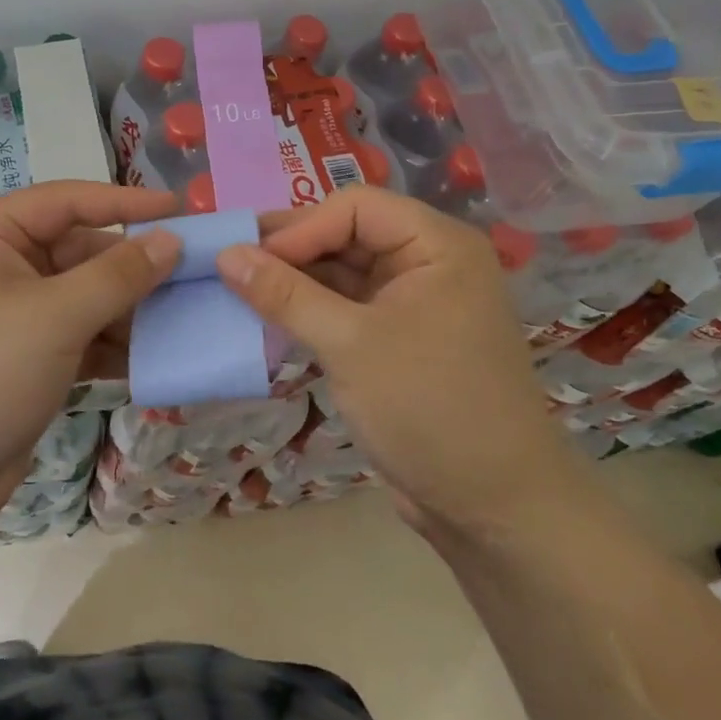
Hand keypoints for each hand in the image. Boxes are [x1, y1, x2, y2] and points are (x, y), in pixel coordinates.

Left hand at [0, 180, 181, 529]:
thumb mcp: (55, 317)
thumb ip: (119, 275)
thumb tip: (172, 240)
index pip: (70, 200)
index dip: (126, 202)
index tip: (181, 209)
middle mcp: (3, 263)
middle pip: (83, 250)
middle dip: (134, 267)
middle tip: (195, 275)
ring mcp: (17, 312)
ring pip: (88, 295)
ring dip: (131, 309)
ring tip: (185, 317)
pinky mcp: (29, 356)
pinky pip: (83, 334)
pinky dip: (114, 344)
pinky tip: (155, 356)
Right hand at [215, 187, 583, 535]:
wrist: (496, 512)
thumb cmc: (429, 409)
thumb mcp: (349, 345)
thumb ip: (284, 294)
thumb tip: (224, 254)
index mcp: (436, 244)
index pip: (355, 208)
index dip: (300, 227)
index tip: (249, 258)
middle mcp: (429, 261)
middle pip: (347, 233)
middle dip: (292, 250)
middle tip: (232, 265)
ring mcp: (415, 300)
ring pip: (343, 270)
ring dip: (295, 280)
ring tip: (240, 288)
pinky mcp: (400, 336)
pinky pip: (347, 304)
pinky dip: (310, 308)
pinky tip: (269, 316)